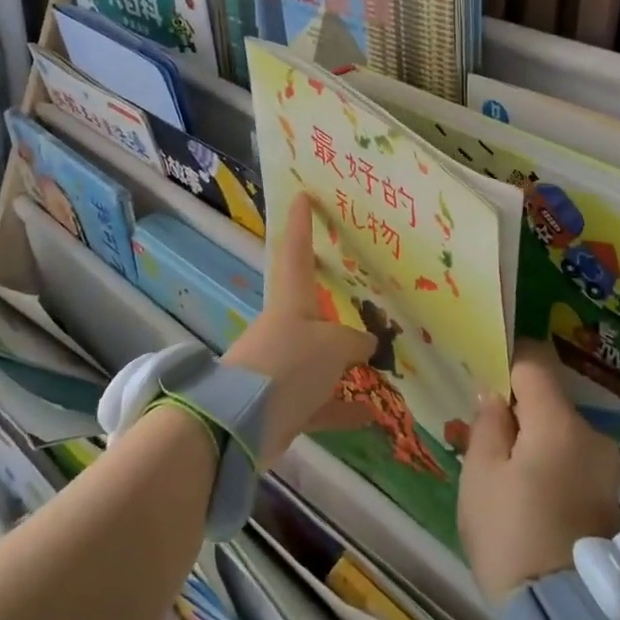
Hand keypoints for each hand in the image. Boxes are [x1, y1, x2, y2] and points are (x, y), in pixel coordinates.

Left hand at [222, 194, 373, 463]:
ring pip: (319, 358)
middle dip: (333, 300)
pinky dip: (343, 407)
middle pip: (311, 306)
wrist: (241, 423)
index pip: (295, 250)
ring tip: (379, 364)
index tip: (303, 196)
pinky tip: (371, 415)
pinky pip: (320, 401)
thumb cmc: (289, 363)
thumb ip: (354, 342)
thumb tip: (367, 345)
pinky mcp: (284, 403)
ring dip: (346, 364)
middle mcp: (286, 327)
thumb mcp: (332, 346)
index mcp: (292, 300)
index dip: (300, 223)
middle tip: (359, 290)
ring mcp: (283, 366)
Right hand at [458, 340, 619, 602]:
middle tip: (486, 440)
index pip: (535, 363)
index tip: (485, 378)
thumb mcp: (481, 475)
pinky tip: (531, 499)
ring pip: (561, 434)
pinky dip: (552, 467)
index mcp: (559, 422)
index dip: (507, 362)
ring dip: (535, 442)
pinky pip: (573, 463)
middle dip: (519, 411)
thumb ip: (488, 425)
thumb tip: (496, 396)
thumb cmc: (512, 535)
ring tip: (506, 476)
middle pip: (549, 401)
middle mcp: (592, 436)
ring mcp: (607, 470)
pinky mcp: (611, 500)